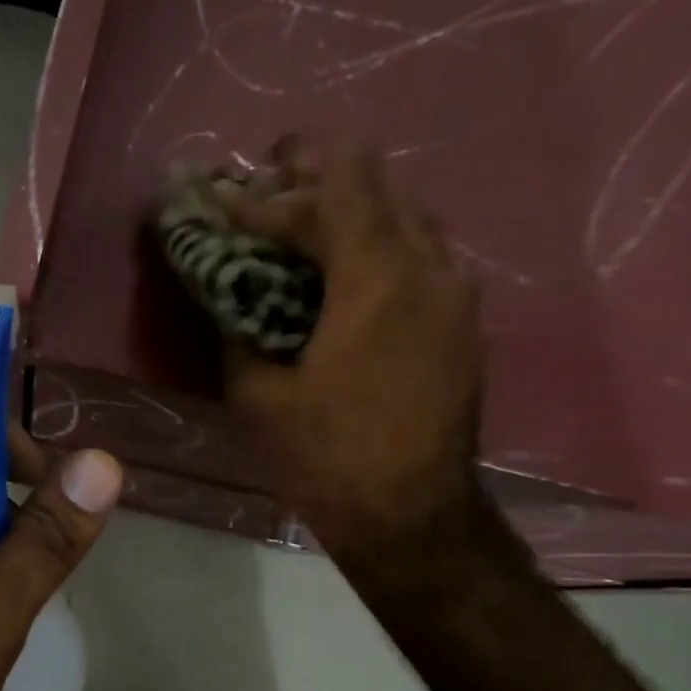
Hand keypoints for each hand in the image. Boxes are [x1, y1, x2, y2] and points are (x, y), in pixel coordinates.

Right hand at [222, 137, 494, 586]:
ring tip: (302, 235)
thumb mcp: (258, 395)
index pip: (337, 178)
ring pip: (408, 212)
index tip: (235, 191)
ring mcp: (458, 292)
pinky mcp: (466, 320)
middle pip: (378, 181)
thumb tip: (224, 287)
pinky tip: (344, 278)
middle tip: (265, 200)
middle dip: (315, 179)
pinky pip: (424, 251)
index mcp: (377, 279)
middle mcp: (430, 266)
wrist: (412, 518)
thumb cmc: (328, 459)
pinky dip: (380, 244)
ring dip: (352, 211)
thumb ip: (237, 326)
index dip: (280, 172)